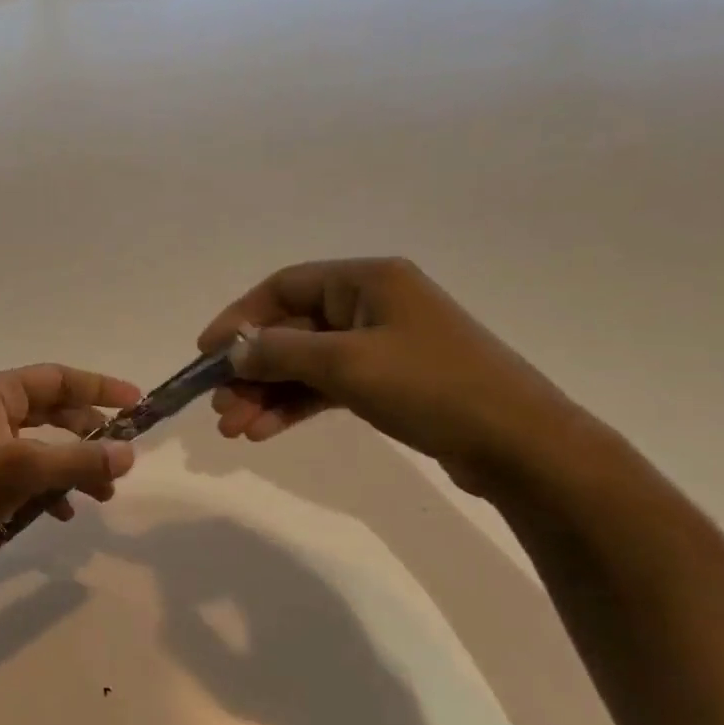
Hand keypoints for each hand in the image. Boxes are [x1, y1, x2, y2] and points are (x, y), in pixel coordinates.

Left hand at [0, 365, 140, 583]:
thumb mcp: (24, 469)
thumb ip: (79, 459)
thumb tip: (128, 453)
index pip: (56, 378)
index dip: (98, 387)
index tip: (137, 403)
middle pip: (52, 414)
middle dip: (88, 437)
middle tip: (120, 459)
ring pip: (40, 451)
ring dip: (72, 470)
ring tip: (101, 497)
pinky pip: (23, 480)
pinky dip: (46, 493)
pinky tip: (59, 515)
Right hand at [198, 258, 590, 495]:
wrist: (517, 443)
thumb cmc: (431, 386)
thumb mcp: (346, 363)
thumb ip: (281, 352)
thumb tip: (233, 353)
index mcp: (367, 281)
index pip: (284, 287)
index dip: (239, 317)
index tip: (206, 353)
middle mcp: (370, 306)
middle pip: (290, 330)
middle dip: (250, 369)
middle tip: (219, 407)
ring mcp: (379, 346)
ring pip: (304, 364)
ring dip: (266, 394)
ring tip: (235, 428)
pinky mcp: (386, 382)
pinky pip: (325, 388)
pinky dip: (294, 407)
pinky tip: (264, 432)